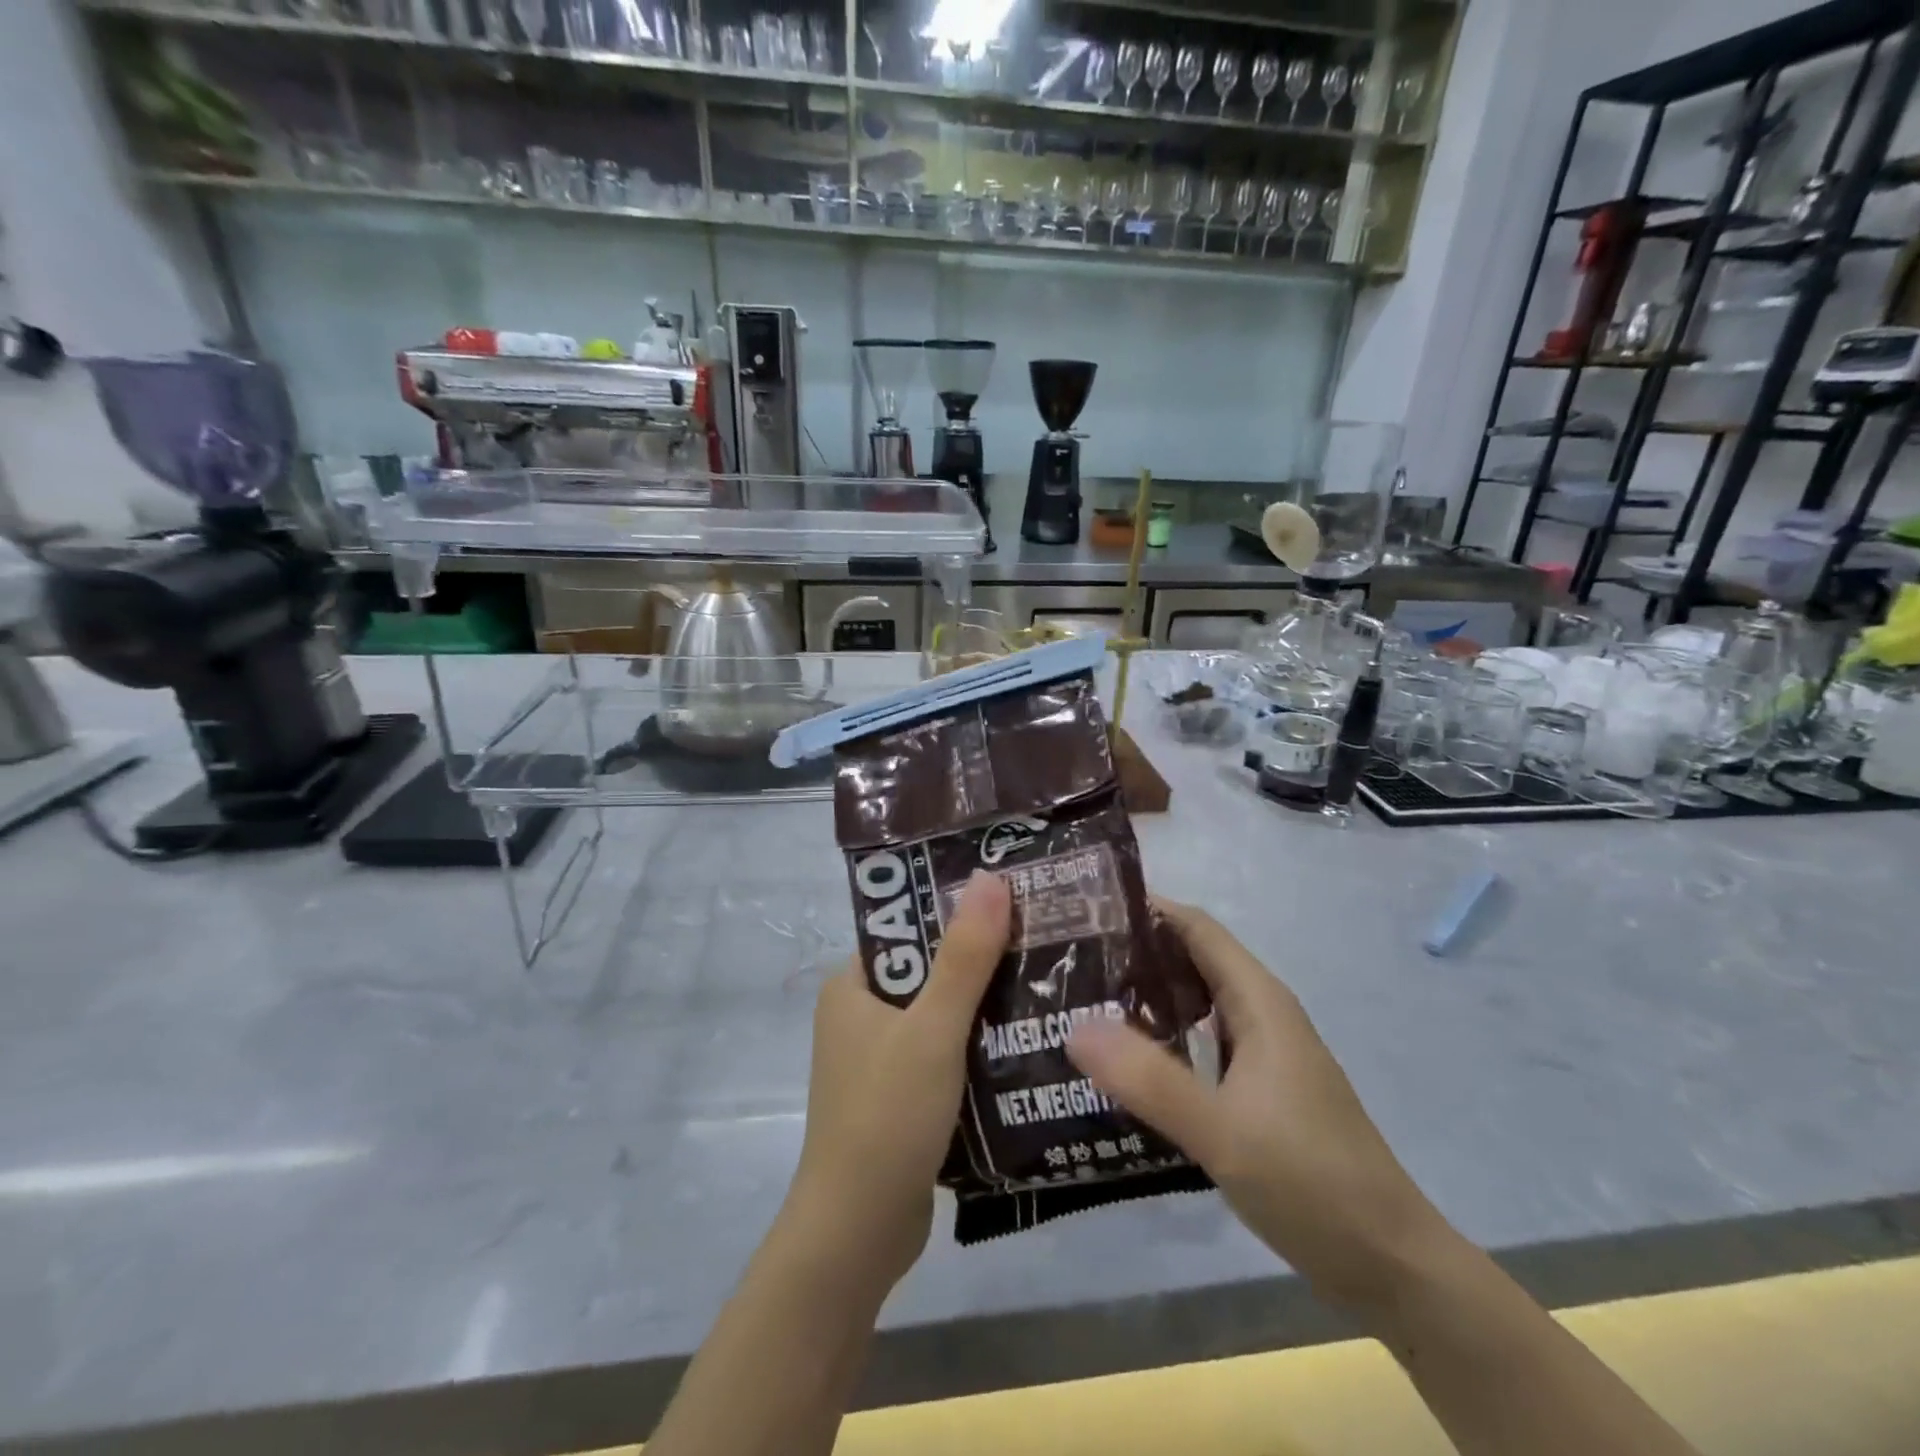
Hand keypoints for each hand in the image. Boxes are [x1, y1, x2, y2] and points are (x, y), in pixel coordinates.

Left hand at [785, 870, 1010, 1291]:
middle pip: (930, 970)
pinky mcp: (902, 1096)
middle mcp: (861, 1015)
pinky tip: (1027, 1040)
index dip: (958, 911)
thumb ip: (964, 957)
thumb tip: (988, 876)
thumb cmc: (887, 1116)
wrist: (858, 1235)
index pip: (909, 928)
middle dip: (981, 960)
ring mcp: (880, 1058)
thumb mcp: (932, 1029)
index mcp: (852, 985)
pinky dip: (979, 1047)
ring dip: (986, 1006)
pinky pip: (946, 1054)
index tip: (1013, 899)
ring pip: (942, 1015)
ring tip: (1048, 983)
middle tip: (1043, 939)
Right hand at [1067, 899, 1451, 1313]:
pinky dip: (1162, 1040)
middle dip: (1133, 954)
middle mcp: (1260, 1014)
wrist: (1389, 1264)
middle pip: (1191, 960)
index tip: (1085, 912)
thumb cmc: (1311, 1182)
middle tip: (1068, 963)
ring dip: (1145, 999)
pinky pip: (1200, 1044)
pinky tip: (1126, 1065)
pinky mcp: (1258, 1090)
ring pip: (1194, 1004)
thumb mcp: (1221, 1130)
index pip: (1195, 927)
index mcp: (1258, 1001)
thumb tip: (1074, 1028)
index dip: (1145, 909)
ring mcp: (1262, 1054)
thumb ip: (1148, 1079)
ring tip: (1083, 1006)